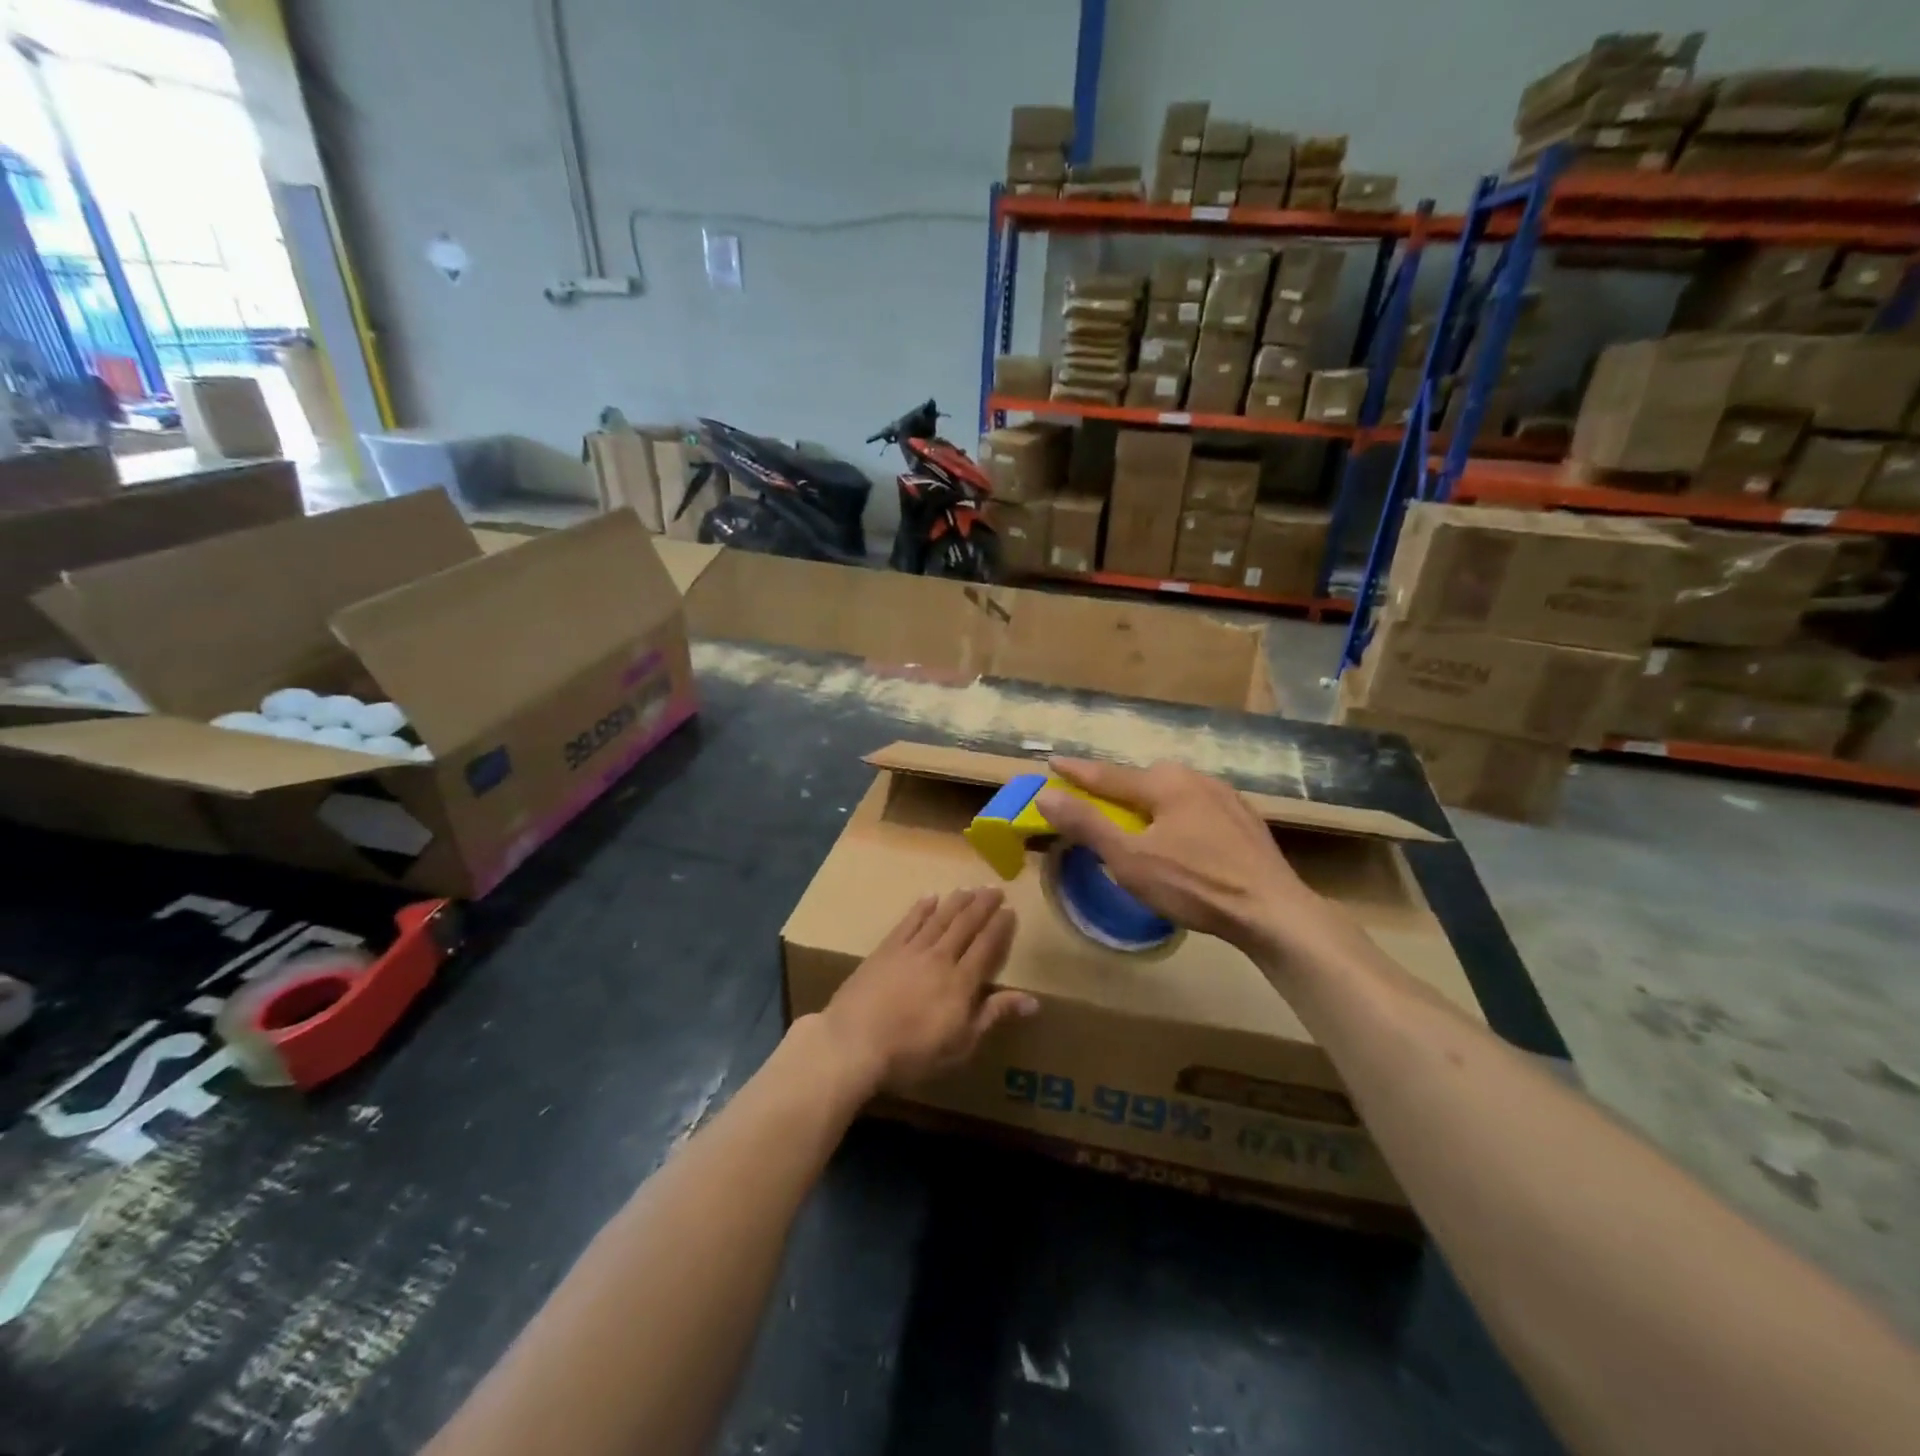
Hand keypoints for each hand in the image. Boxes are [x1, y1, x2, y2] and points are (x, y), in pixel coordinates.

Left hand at [816, 889, 1034, 1094]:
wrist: (854, 1042)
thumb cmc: (912, 1053)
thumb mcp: (961, 1044)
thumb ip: (994, 1016)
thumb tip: (1033, 1001)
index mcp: (961, 982)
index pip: (986, 946)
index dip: (999, 927)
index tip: (1010, 910)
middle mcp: (940, 958)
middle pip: (965, 925)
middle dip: (982, 905)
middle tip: (995, 888)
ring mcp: (910, 950)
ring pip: (939, 918)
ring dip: (956, 902)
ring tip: (969, 888)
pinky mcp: (885, 950)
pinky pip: (908, 922)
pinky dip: (921, 909)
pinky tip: (930, 898)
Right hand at [1034, 757, 1340, 967]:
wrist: (1273, 912)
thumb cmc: (1194, 885)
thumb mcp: (1129, 859)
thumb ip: (1087, 824)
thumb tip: (1046, 795)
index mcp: (1166, 783)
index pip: (1109, 775)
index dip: (1077, 772)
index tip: (1053, 761)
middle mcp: (1196, 779)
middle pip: (1144, 780)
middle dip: (1117, 788)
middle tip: (1096, 801)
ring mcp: (1227, 798)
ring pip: (1174, 793)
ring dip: (1150, 802)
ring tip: (1138, 821)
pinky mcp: (1246, 821)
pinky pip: (1198, 808)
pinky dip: (1178, 815)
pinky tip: (1182, 836)